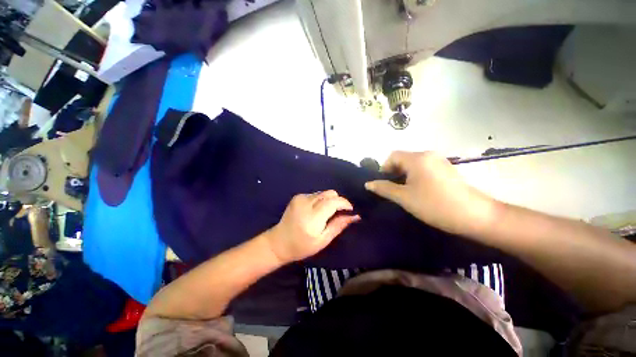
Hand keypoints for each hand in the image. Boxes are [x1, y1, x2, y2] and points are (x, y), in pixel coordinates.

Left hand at [267, 191, 360, 263]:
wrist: (278, 242)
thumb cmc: (302, 246)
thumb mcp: (323, 240)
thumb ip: (338, 225)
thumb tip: (355, 216)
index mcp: (312, 217)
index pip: (333, 201)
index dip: (344, 203)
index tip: (350, 210)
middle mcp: (306, 203)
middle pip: (329, 193)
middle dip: (338, 201)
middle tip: (338, 213)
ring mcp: (300, 198)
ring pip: (323, 193)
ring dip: (329, 201)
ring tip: (325, 214)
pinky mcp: (297, 196)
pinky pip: (315, 194)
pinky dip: (320, 201)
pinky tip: (315, 211)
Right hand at [365, 151, 497, 235]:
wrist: (475, 216)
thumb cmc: (434, 205)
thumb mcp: (404, 197)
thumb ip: (384, 188)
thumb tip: (368, 184)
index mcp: (417, 158)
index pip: (392, 156)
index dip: (384, 168)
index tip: (384, 184)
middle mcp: (428, 154)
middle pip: (403, 159)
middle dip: (394, 173)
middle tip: (394, 190)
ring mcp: (440, 161)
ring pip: (413, 164)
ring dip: (405, 176)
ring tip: (406, 192)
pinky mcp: (447, 169)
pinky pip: (425, 168)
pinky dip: (417, 177)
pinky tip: (421, 191)